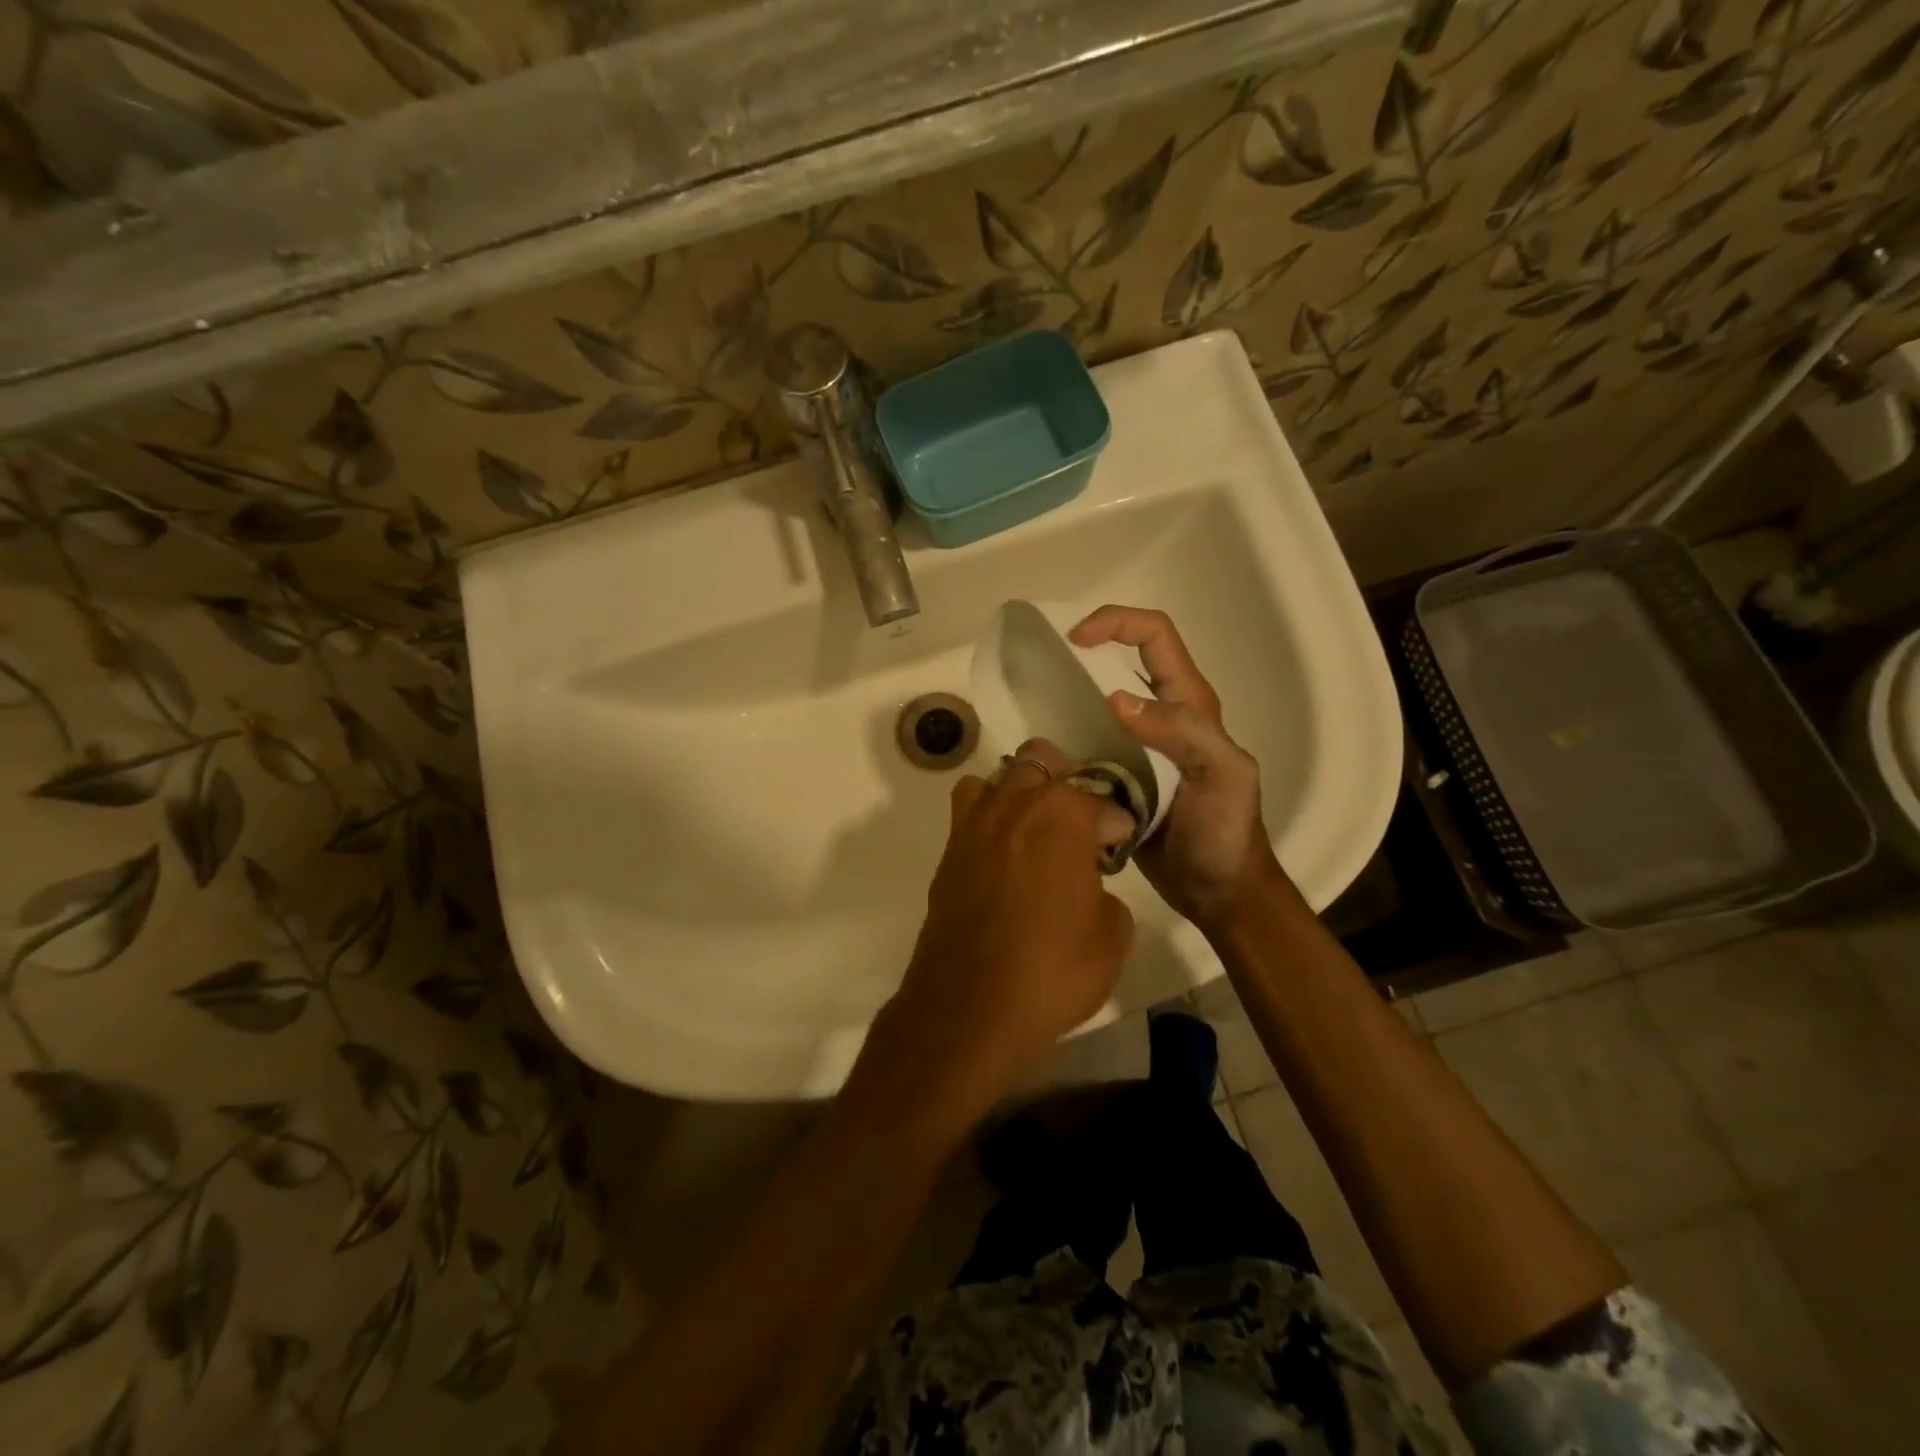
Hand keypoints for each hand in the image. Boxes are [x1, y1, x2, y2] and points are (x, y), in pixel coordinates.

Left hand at [876, 739, 1135, 1100]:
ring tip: (1037, 828)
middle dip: (1068, 785)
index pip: (1103, 802)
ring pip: (1001, 775)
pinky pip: (970, 807)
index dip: (1118, 825)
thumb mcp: (1111, 939)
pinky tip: (1003, 850)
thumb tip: (1092, 889)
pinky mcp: (950, 849)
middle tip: (1079, 827)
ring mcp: (976, 823)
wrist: (969, 1006)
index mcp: (1064, 816)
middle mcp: (1017, 804)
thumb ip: (1109, 897)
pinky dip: (989, 813)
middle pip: (1044, 761)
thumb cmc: (1051, 971)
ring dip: (1022, 790)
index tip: (1120, 846)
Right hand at [1069, 606, 1284, 933]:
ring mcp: (1137, 746)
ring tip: (1035, 712)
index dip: (1116, 622)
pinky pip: (1086, 744)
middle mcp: (1162, 715)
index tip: (1075, 639)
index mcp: (1190, 704)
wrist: (1216, 891)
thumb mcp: (1221, 775)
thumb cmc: (1225, 832)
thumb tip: (1115, 699)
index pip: (1155, 636)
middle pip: (1120, 661)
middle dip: (1083, 655)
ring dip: (1069, 698)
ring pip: (1097, 702)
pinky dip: (1065, 740)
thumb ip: (1181, 732)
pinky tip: (1046, 755)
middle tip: (1044, 671)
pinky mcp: (1118, 774)